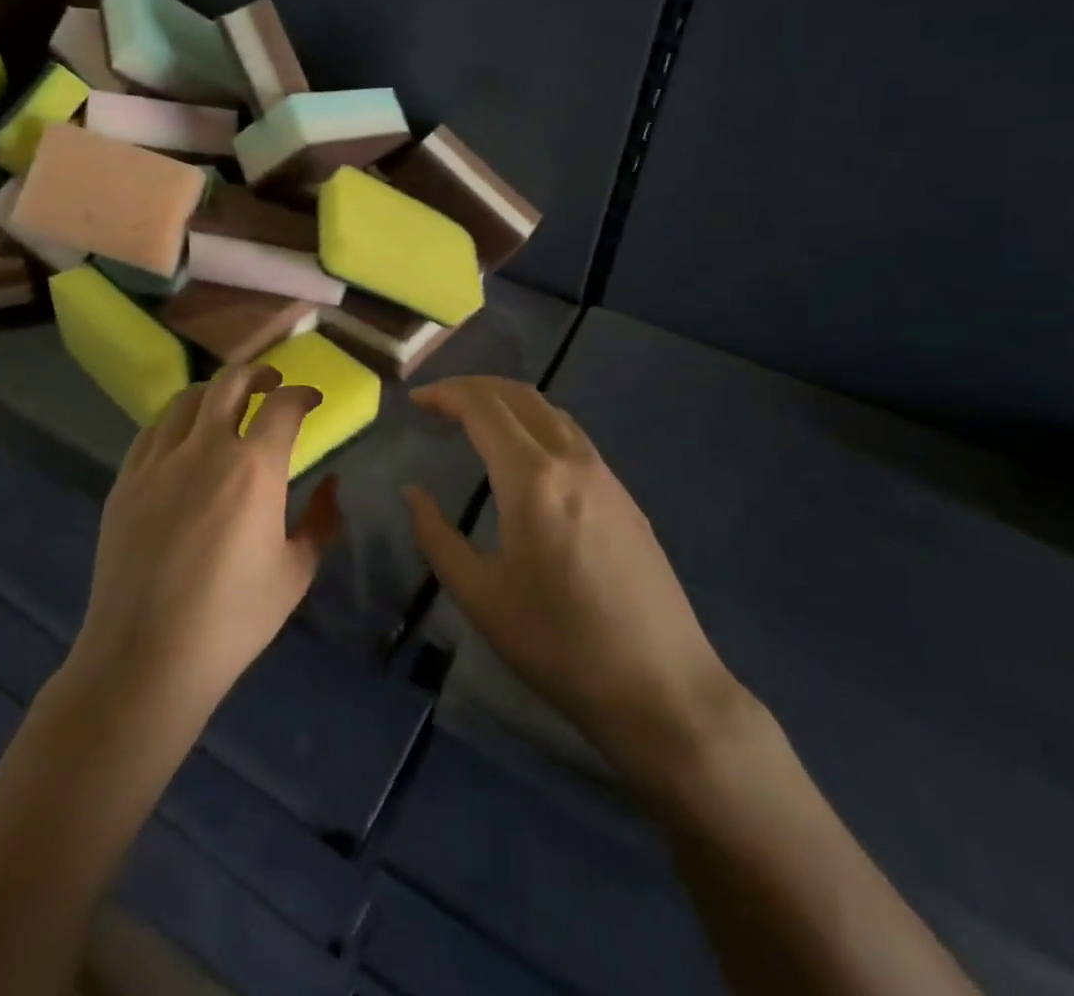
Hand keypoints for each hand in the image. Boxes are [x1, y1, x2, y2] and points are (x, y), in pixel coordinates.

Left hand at [70, 364, 341, 727]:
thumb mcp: (295, 573)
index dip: (303, 394)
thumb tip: (331, 484)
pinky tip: (183, 437)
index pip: (284, 406)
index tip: (312, 400)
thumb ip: (321, 521)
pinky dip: (177, 420)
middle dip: (258, 373)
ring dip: (215, 392)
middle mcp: (206, 449)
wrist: (146, 657)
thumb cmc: (232, 620)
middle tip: (272, 382)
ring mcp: (159, 461)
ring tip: (227, 403)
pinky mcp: (127, 480)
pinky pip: (153, 430)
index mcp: (255, 468)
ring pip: (187, 399)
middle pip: (231, 383)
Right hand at [407, 376, 745, 766]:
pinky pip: (571, 435)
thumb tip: (412, 493)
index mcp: (533, 479)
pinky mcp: (624, 494)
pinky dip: (535, 422)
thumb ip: (436, 536)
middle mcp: (571, 460)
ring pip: (550, 410)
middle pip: (518, 395)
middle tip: (439, 400)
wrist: (660, 687)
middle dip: (473, 386)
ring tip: (475, 417)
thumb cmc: (558, 644)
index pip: (483, 408)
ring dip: (507, 400)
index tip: (416, 400)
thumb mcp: (480, 596)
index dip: (445, 395)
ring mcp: (605, 474)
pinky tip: (523, 453)